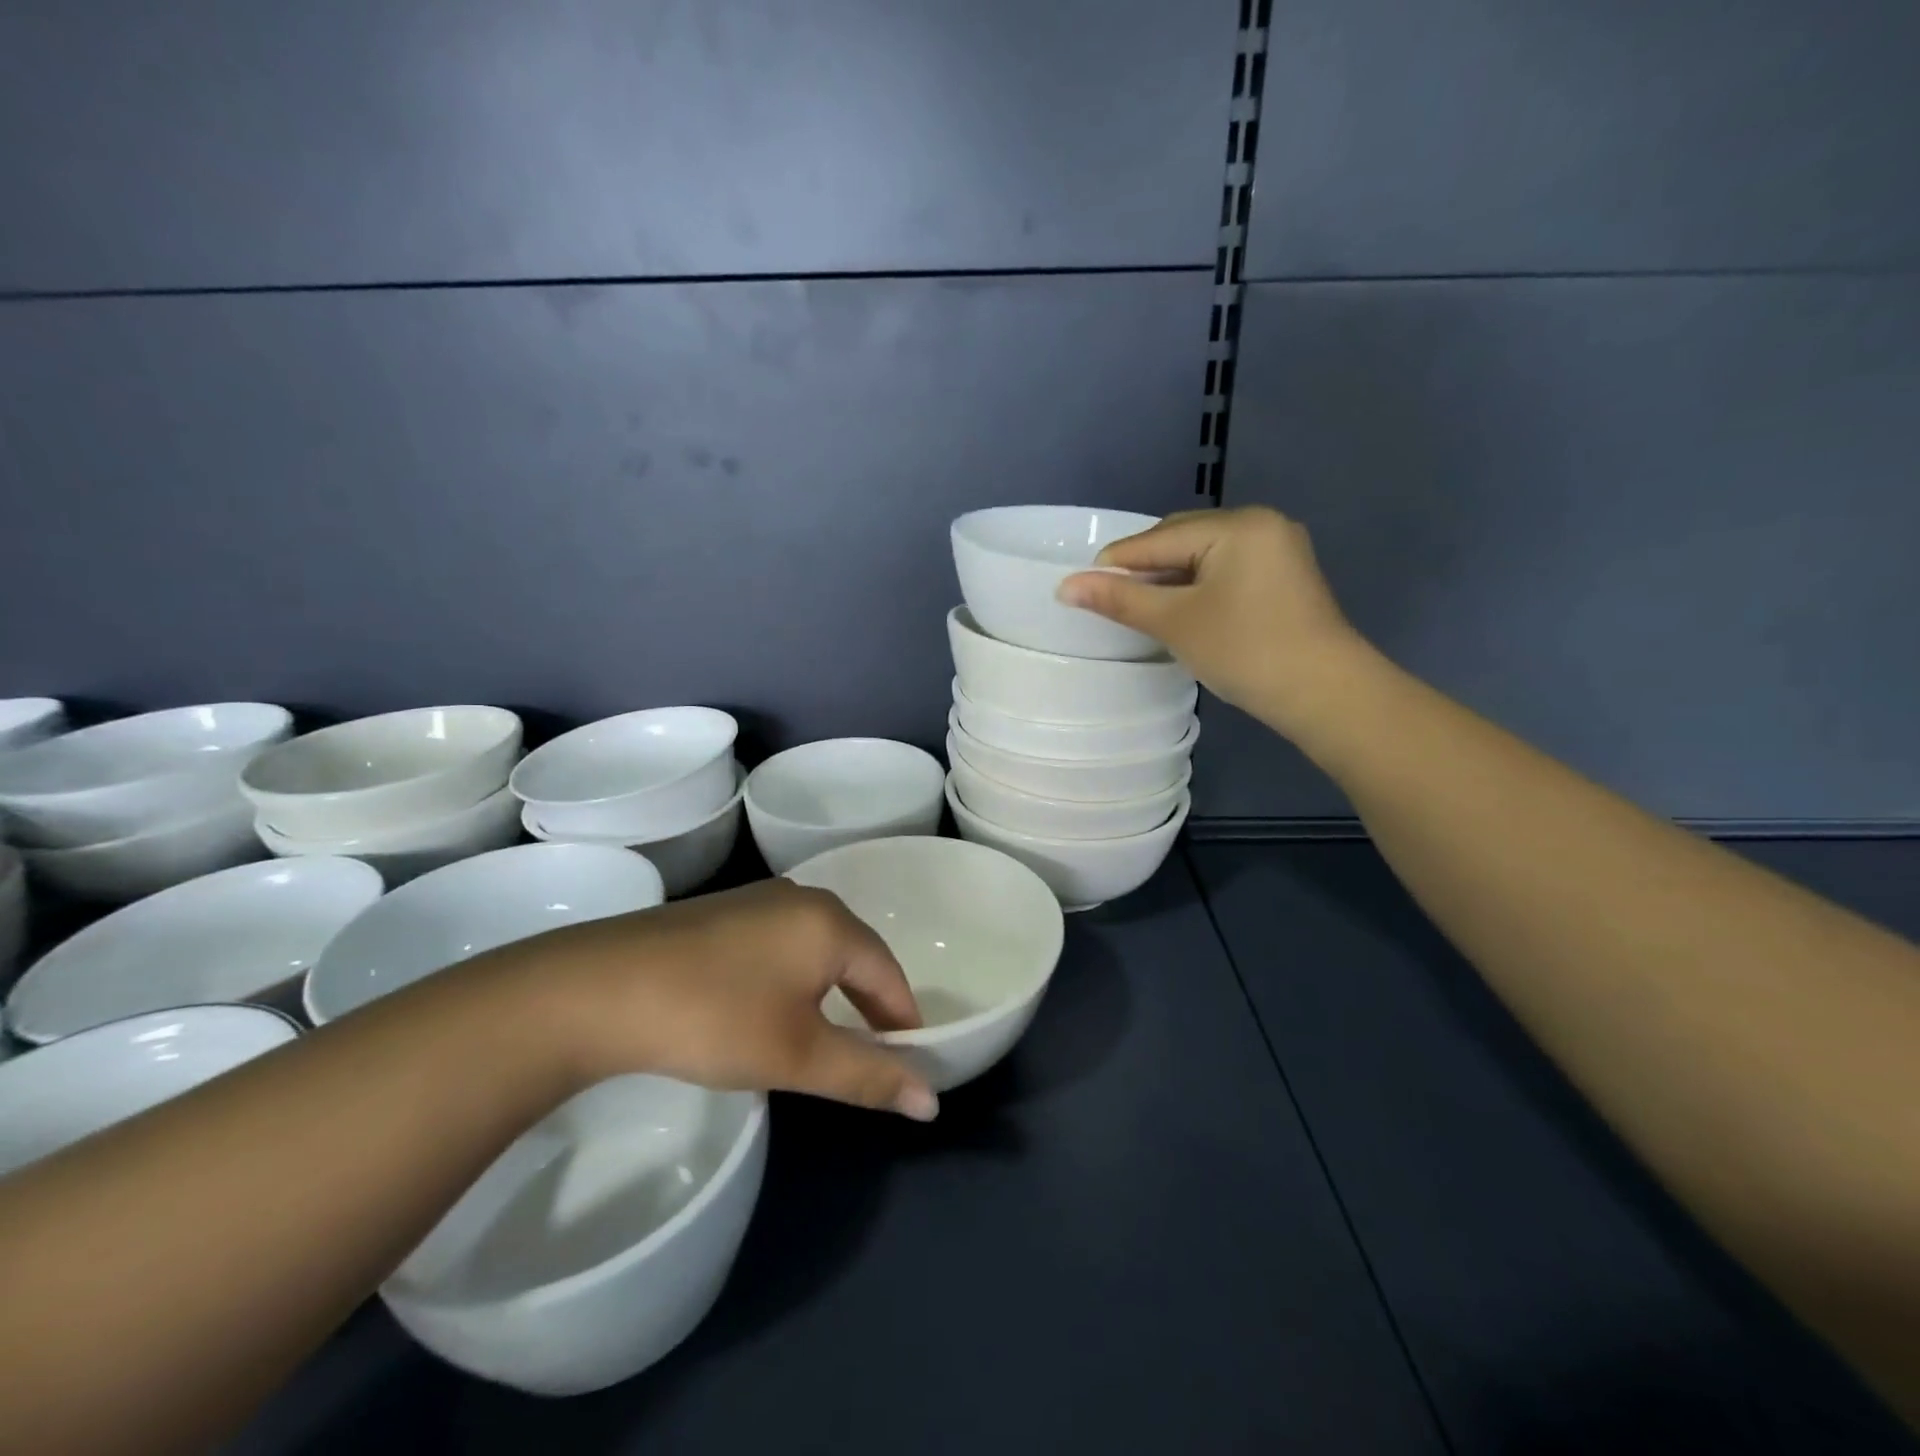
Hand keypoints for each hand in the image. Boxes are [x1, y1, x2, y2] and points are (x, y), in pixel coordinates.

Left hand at [495, 879, 938, 1121]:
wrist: (597, 989)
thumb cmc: (715, 1018)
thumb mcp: (798, 1055)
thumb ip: (868, 1075)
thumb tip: (931, 1102)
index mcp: (830, 922)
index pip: (889, 973)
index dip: (903, 1021)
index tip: (909, 1064)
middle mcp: (801, 898)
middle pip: (855, 955)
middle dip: (868, 1006)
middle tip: (870, 1055)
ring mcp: (756, 899)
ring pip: (814, 949)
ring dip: (829, 993)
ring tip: (821, 1037)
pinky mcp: (720, 912)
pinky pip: (779, 944)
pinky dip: (791, 979)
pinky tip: (766, 1008)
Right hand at [1057, 505, 1368, 737]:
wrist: (1325, 694)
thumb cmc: (1245, 650)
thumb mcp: (1175, 622)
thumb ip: (1120, 599)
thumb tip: (1065, 586)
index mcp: (1237, 525)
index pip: (1158, 539)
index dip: (1116, 564)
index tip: (1079, 589)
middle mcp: (1261, 524)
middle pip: (1181, 539)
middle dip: (1144, 570)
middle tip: (1113, 604)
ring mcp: (1277, 549)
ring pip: (1203, 556)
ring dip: (1169, 579)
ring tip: (1142, 610)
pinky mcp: (1283, 576)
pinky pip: (1225, 570)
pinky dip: (1197, 587)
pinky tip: (1181, 611)